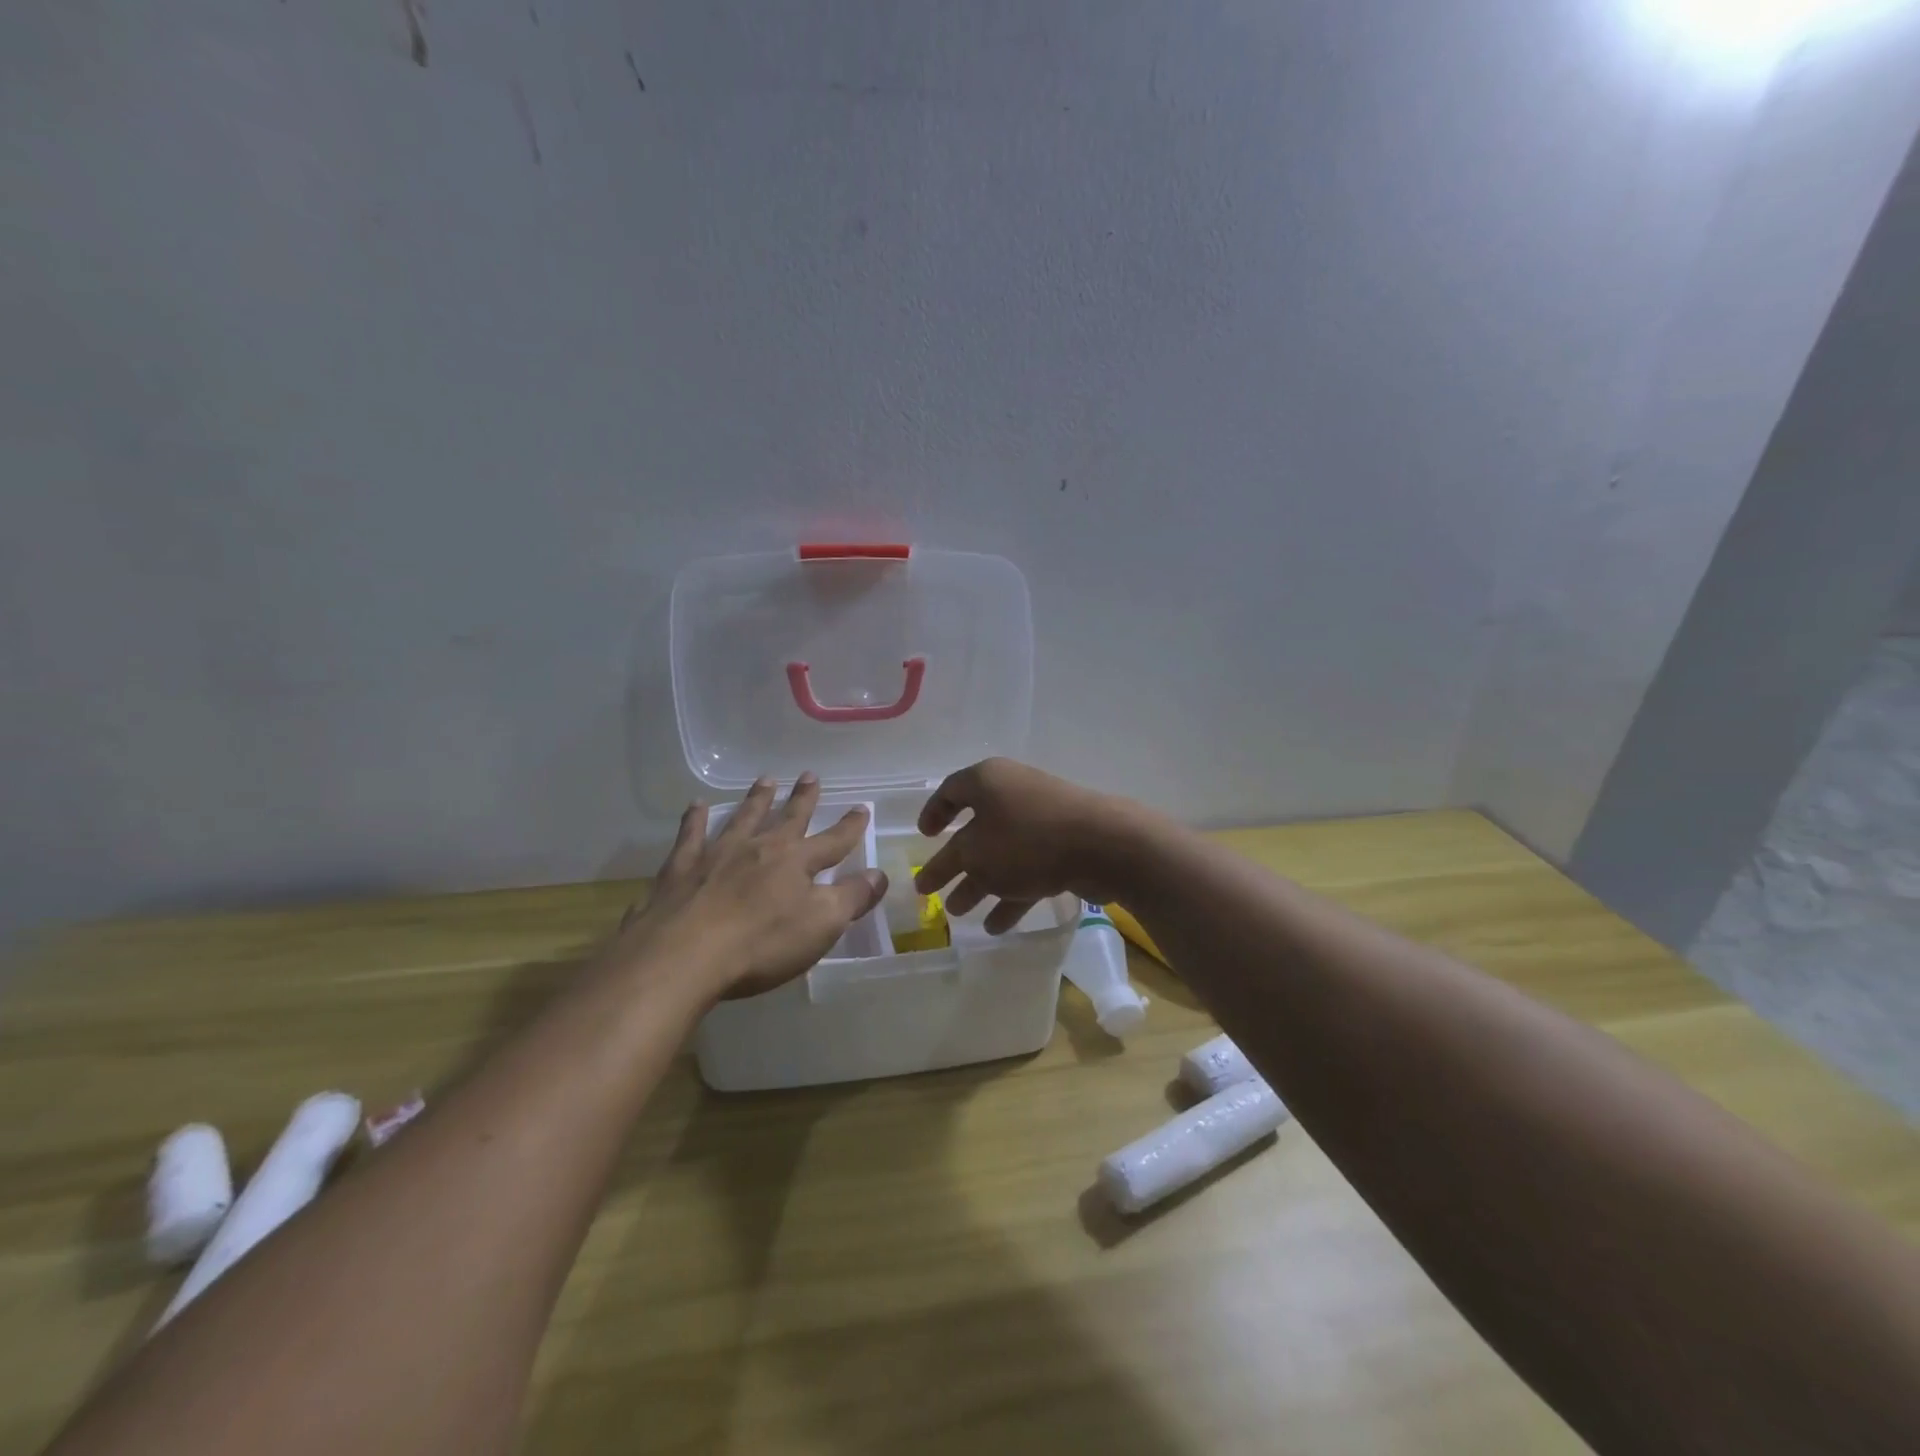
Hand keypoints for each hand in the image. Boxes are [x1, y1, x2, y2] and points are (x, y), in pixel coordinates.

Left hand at [617, 774, 887, 1001]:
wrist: (683, 955)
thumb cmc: (761, 943)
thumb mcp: (821, 925)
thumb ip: (852, 898)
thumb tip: (879, 874)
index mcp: (796, 862)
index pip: (832, 840)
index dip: (850, 826)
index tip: (862, 807)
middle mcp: (759, 848)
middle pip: (787, 818)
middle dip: (802, 798)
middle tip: (810, 775)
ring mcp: (717, 854)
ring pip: (743, 818)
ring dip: (756, 799)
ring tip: (766, 780)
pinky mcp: (681, 868)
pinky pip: (690, 835)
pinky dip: (695, 819)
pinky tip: (697, 806)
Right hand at [912, 759, 1147, 932]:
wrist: (1103, 845)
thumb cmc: (1027, 840)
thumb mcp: (975, 854)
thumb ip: (951, 863)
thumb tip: (939, 868)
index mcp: (988, 781)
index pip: (951, 791)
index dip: (933, 814)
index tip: (923, 838)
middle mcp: (1014, 794)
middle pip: (975, 829)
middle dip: (954, 862)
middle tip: (932, 889)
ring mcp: (1042, 820)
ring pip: (1001, 854)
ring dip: (979, 884)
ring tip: (959, 914)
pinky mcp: (1064, 846)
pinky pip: (1028, 870)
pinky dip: (1011, 895)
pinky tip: (996, 926)